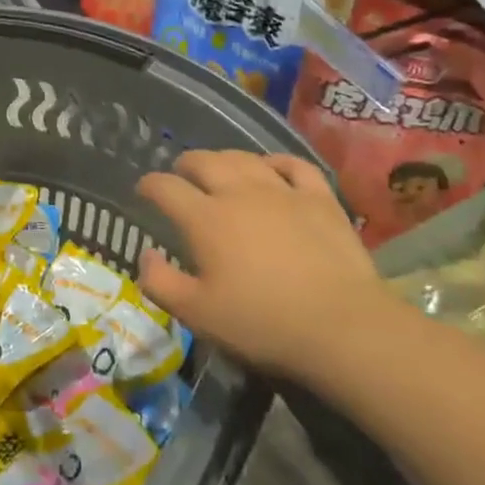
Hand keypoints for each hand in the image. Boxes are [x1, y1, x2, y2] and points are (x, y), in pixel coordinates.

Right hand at [136, 151, 391, 376]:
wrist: (342, 326)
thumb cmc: (262, 323)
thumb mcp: (198, 314)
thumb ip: (160, 283)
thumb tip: (145, 255)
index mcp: (204, 218)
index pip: (165, 187)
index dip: (149, 185)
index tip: (143, 191)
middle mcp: (238, 192)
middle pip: (203, 161)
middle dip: (185, 164)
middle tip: (180, 175)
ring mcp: (282, 191)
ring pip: (244, 158)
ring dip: (224, 159)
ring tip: (219, 168)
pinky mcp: (319, 198)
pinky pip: (294, 165)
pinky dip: (277, 161)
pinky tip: (272, 168)